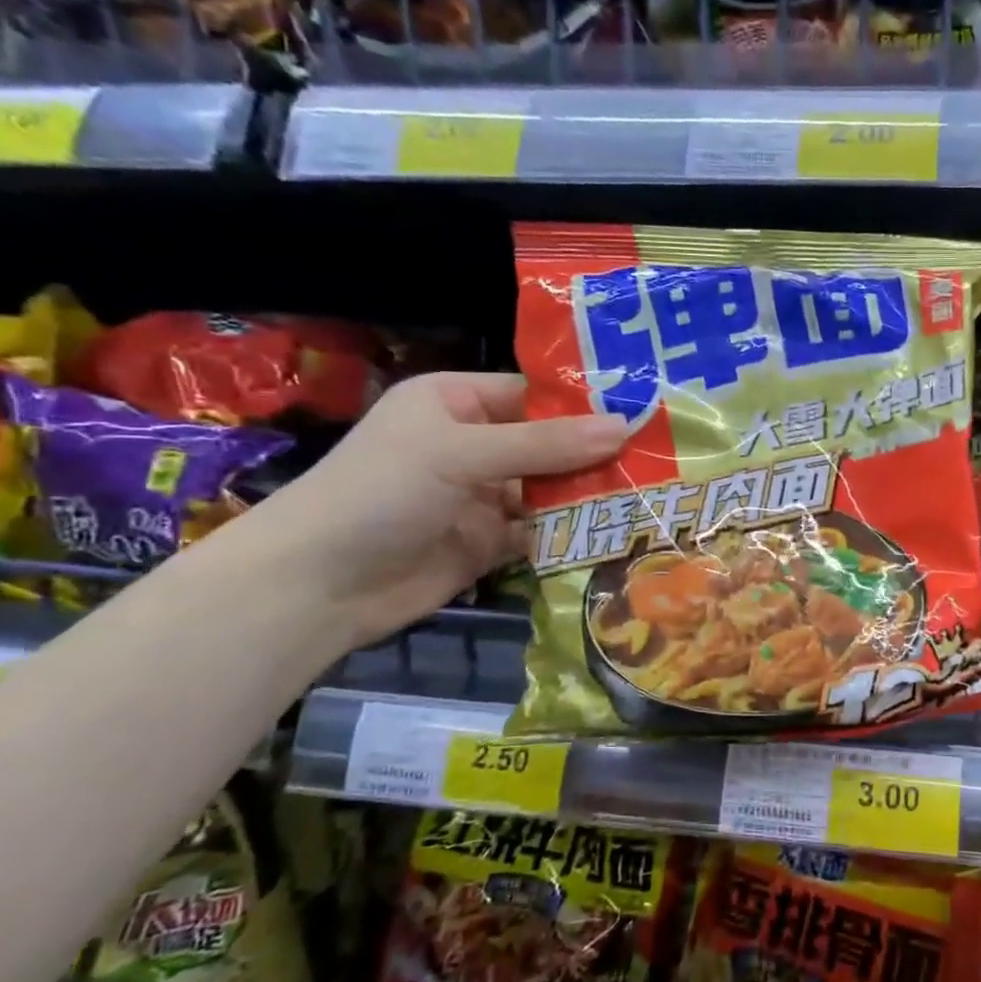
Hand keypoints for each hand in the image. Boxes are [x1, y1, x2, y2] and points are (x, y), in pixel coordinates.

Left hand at [240, 373, 626, 650]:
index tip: (645, 411)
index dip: (585, 403)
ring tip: (652, 494)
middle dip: (596, 453)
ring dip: (590, 494)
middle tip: (662, 458)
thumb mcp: (462, 453)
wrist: (317, 586)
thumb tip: (625, 427)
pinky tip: (617, 532)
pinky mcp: (489, 543)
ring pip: (550, 490)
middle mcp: (473, 444)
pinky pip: (541, 531)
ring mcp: (482, 496)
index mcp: (457, 403)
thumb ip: (545, 444)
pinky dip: (572, 532)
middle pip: (549, 444)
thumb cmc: (382, 492)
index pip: (534, 395)